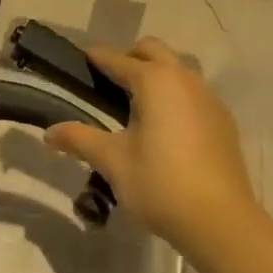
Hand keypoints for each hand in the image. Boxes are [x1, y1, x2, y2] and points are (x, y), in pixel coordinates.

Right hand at [43, 38, 258, 256]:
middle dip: (129, 58)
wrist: (221, 221)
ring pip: (177, 69)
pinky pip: (194, 91)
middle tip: (109, 84)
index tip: (80, 59)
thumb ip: (80, 139)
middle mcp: (183, 78)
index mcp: (154, 80)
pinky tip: (168, 126)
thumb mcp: (113, 162)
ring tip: (138, 105)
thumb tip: (48, 132)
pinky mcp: (223, 119)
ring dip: (157, 74)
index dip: (96, 58)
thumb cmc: (160, 184)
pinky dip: (176, 95)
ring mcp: (208, 97)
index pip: (117, 58)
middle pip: (152, 51)